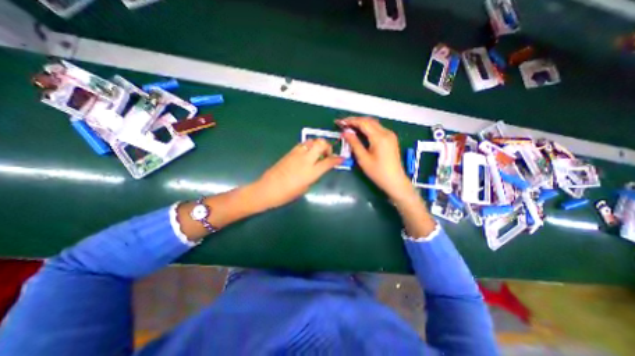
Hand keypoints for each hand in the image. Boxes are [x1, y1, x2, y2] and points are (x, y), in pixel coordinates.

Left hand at [254, 139, 345, 208]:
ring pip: (311, 141)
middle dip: (328, 147)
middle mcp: (306, 159)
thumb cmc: (287, 194)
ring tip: (316, 154)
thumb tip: (317, 169)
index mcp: (311, 172)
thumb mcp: (305, 188)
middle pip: (321, 143)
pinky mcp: (289, 152)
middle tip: (327, 155)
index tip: (341, 159)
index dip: (337, 159)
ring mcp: (297, 154)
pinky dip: (308, 147)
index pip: (329, 161)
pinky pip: (302, 145)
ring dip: (317, 145)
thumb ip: (314, 176)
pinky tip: (306, 155)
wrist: (267, 189)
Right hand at [340, 116, 414, 200]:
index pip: (363, 123)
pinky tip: (361, 132)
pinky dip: (368, 128)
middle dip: (355, 120)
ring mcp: (390, 135)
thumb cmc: (378, 172)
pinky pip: (378, 128)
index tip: (340, 122)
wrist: (395, 181)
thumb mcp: (363, 159)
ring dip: (361, 123)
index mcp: (379, 137)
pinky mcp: (391, 139)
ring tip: (350, 127)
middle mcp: (386, 132)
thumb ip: (354, 144)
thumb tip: (345, 133)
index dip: (350, 121)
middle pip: (369, 121)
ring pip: (374, 123)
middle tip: (343, 124)